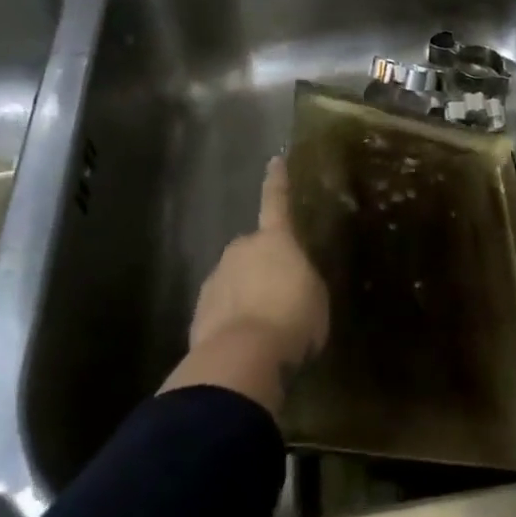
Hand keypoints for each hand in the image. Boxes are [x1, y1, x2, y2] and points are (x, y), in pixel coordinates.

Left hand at [186, 156, 328, 373]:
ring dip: (247, 297)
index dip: (278, 181)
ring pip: (235, 282)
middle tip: (281, 297)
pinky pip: (221, 311)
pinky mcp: (199, 312)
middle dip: (263, 268)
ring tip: (264, 328)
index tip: (274, 159)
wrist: (243, 356)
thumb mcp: (316, 298)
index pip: (277, 201)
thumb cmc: (292, 318)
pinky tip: (245, 346)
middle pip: (254, 251)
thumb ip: (304, 283)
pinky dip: (232, 323)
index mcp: (274, 239)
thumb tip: (294, 285)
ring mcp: (216, 279)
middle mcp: (241, 249)